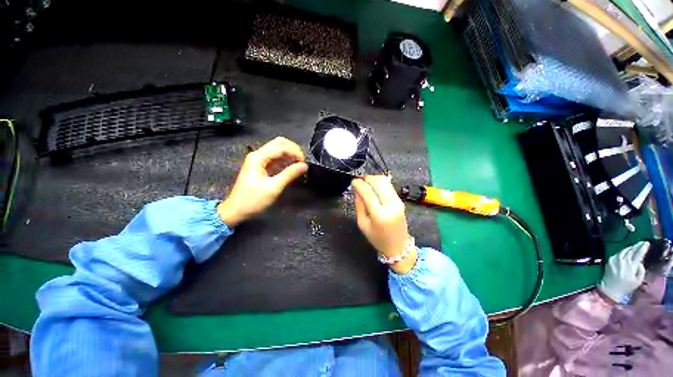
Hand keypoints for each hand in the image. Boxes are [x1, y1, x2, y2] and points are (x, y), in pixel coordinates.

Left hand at [217, 137, 307, 226]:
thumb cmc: (253, 200)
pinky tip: (292, 168)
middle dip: (294, 150)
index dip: (295, 153)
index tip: (304, 164)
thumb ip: (290, 174)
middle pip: (279, 143)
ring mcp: (259, 160)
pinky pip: (276, 158)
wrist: (236, 210)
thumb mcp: (274, 187)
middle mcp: (258, 155)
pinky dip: (286, 161)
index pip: (281, 147)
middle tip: (302, 162)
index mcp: (259, 157)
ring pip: (278, 149)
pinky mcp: (261, 166)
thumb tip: (305, 166)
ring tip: (300, 165)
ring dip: (290, 155)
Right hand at [352, 175, 416, 273]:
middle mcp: (390, 206)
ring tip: (366, 183)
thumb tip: (357, 190)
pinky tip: (374, 187)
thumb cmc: (377, 238)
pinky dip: (380, 183)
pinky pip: (390, 186)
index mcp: (379, 214)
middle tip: (359, 181)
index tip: (353, 182)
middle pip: (379, 182)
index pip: (368, 192)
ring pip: (386, 182)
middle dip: (367, 178)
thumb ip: (359, 205)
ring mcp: (398, 202)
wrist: (398, 246)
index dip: (359, 184)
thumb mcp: (362, 223)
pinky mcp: (401, 201)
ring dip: (374, 179)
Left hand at [597, 241, 648, 303]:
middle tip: (643, 242)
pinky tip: (627, 251)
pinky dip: (624, 251)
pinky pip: (619, 253)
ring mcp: (615, 259)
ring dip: (631, 247)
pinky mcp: (610, 260)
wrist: (610, 288)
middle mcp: (622, 260)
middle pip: (631, 250)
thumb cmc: (625, 286)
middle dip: (638, 245)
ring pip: (624, 250)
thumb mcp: (638, 281)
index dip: (643, 247)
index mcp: (631, 265)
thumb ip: (641, 270)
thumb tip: (640, 262)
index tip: (647, 243)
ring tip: (636, 246)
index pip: (638, 253)